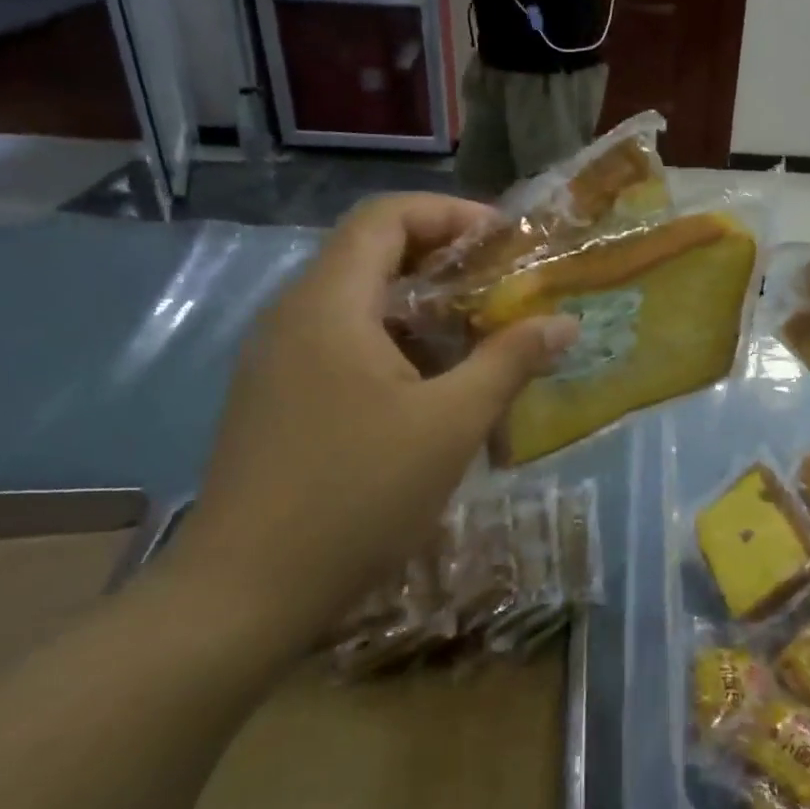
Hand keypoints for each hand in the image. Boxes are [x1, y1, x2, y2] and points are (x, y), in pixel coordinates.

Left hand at [173, 196, 577, 651]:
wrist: (245, 594)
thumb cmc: (356, 495)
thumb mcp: (451, 424)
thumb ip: (510, 361)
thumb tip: (565, 323)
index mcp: (329, 304)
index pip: (386, 216)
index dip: (450, 214)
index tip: (506, 242)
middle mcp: (294, 317)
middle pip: (374, 256)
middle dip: (448, 265)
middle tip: (507, 291)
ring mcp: (279, 361)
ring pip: (361, 306)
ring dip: (425, 312)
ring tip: (481, 342)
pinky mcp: (278, 399)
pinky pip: (345, 346)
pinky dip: (397, 349)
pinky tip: (434, 393)